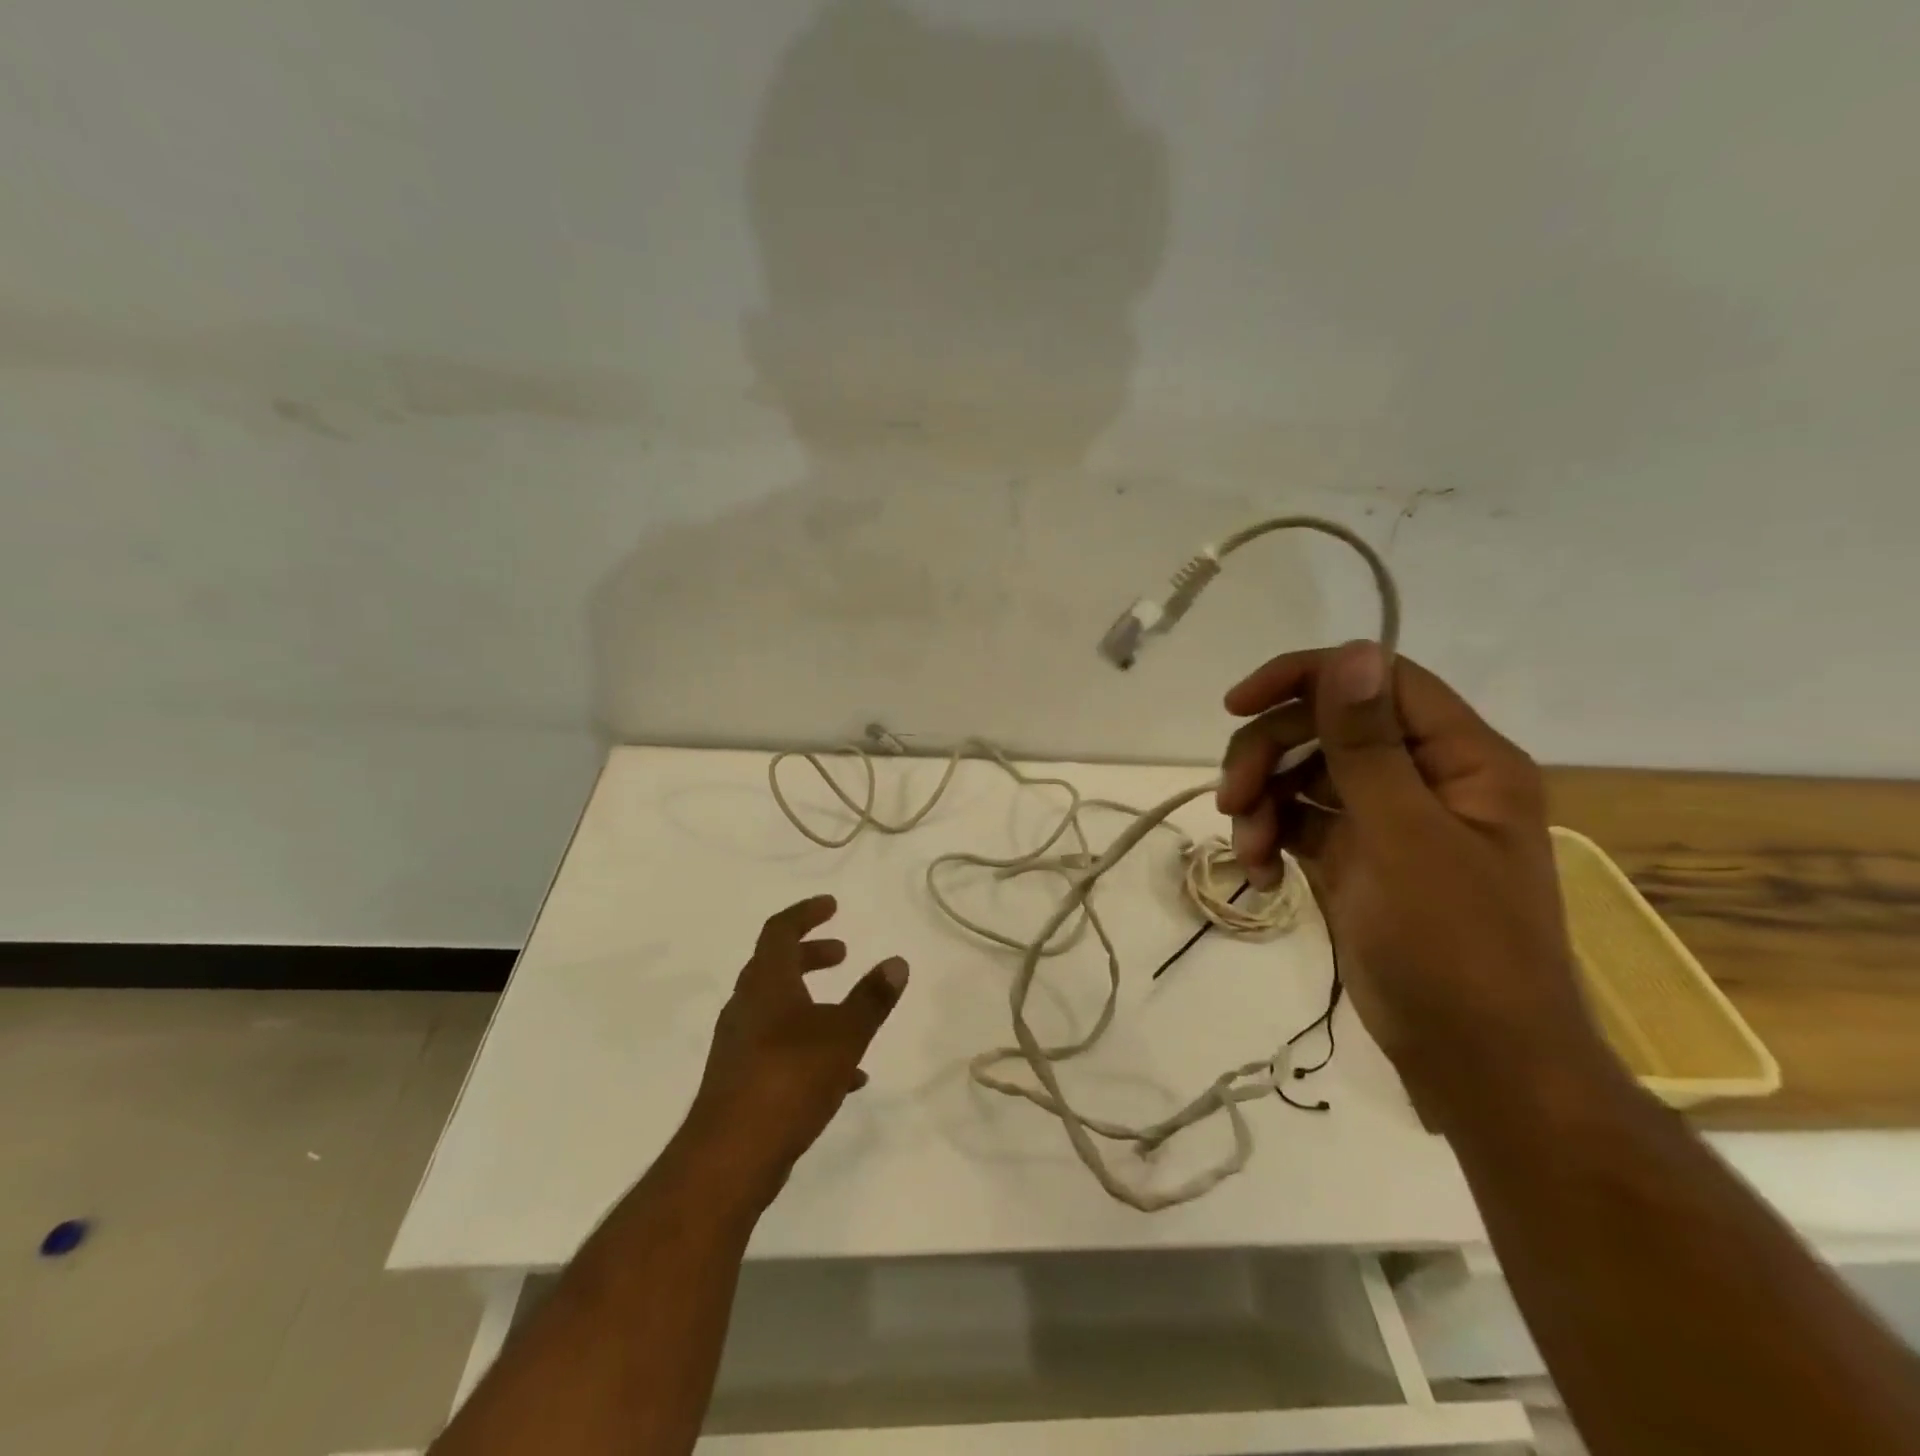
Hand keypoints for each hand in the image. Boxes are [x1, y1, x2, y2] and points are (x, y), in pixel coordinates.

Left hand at [683, 895, 908, 1205]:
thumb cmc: (789, 1079)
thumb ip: (872, 998)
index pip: (779, 930)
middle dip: (810, 956)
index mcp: (766, 984)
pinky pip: (780, 1048)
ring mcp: (739, 1046)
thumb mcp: (844, 1035)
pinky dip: (810, 1046)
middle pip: (775, 966)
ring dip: (812, 1001)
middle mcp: (746, 1007)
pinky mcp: (741, 1081)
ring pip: (777, 1009)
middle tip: (842, 954)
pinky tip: (845, 1077)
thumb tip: (897, 962)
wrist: (729, 1158)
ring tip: (851, 1016)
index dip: (805, 913)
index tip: (832, 906)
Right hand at [1218, 641, 1604, 1112]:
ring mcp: (1387, 820)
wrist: (1475, 1061)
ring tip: (1249, 850)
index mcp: (1461, 759)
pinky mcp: (1356, 859)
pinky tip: (1260, 875)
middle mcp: (1424, 778)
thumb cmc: (1455, 947)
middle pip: (1326, 728)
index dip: (1304, 679)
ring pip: (1303, 775)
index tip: (1237, 706)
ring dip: (1262, 802)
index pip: (1376, 681)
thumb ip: (1369, 745)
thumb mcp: (1405, 838)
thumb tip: (1351, 651)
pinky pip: (1298, 822)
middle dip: (1268, 756)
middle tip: (1231, 799)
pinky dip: (1271, 839)